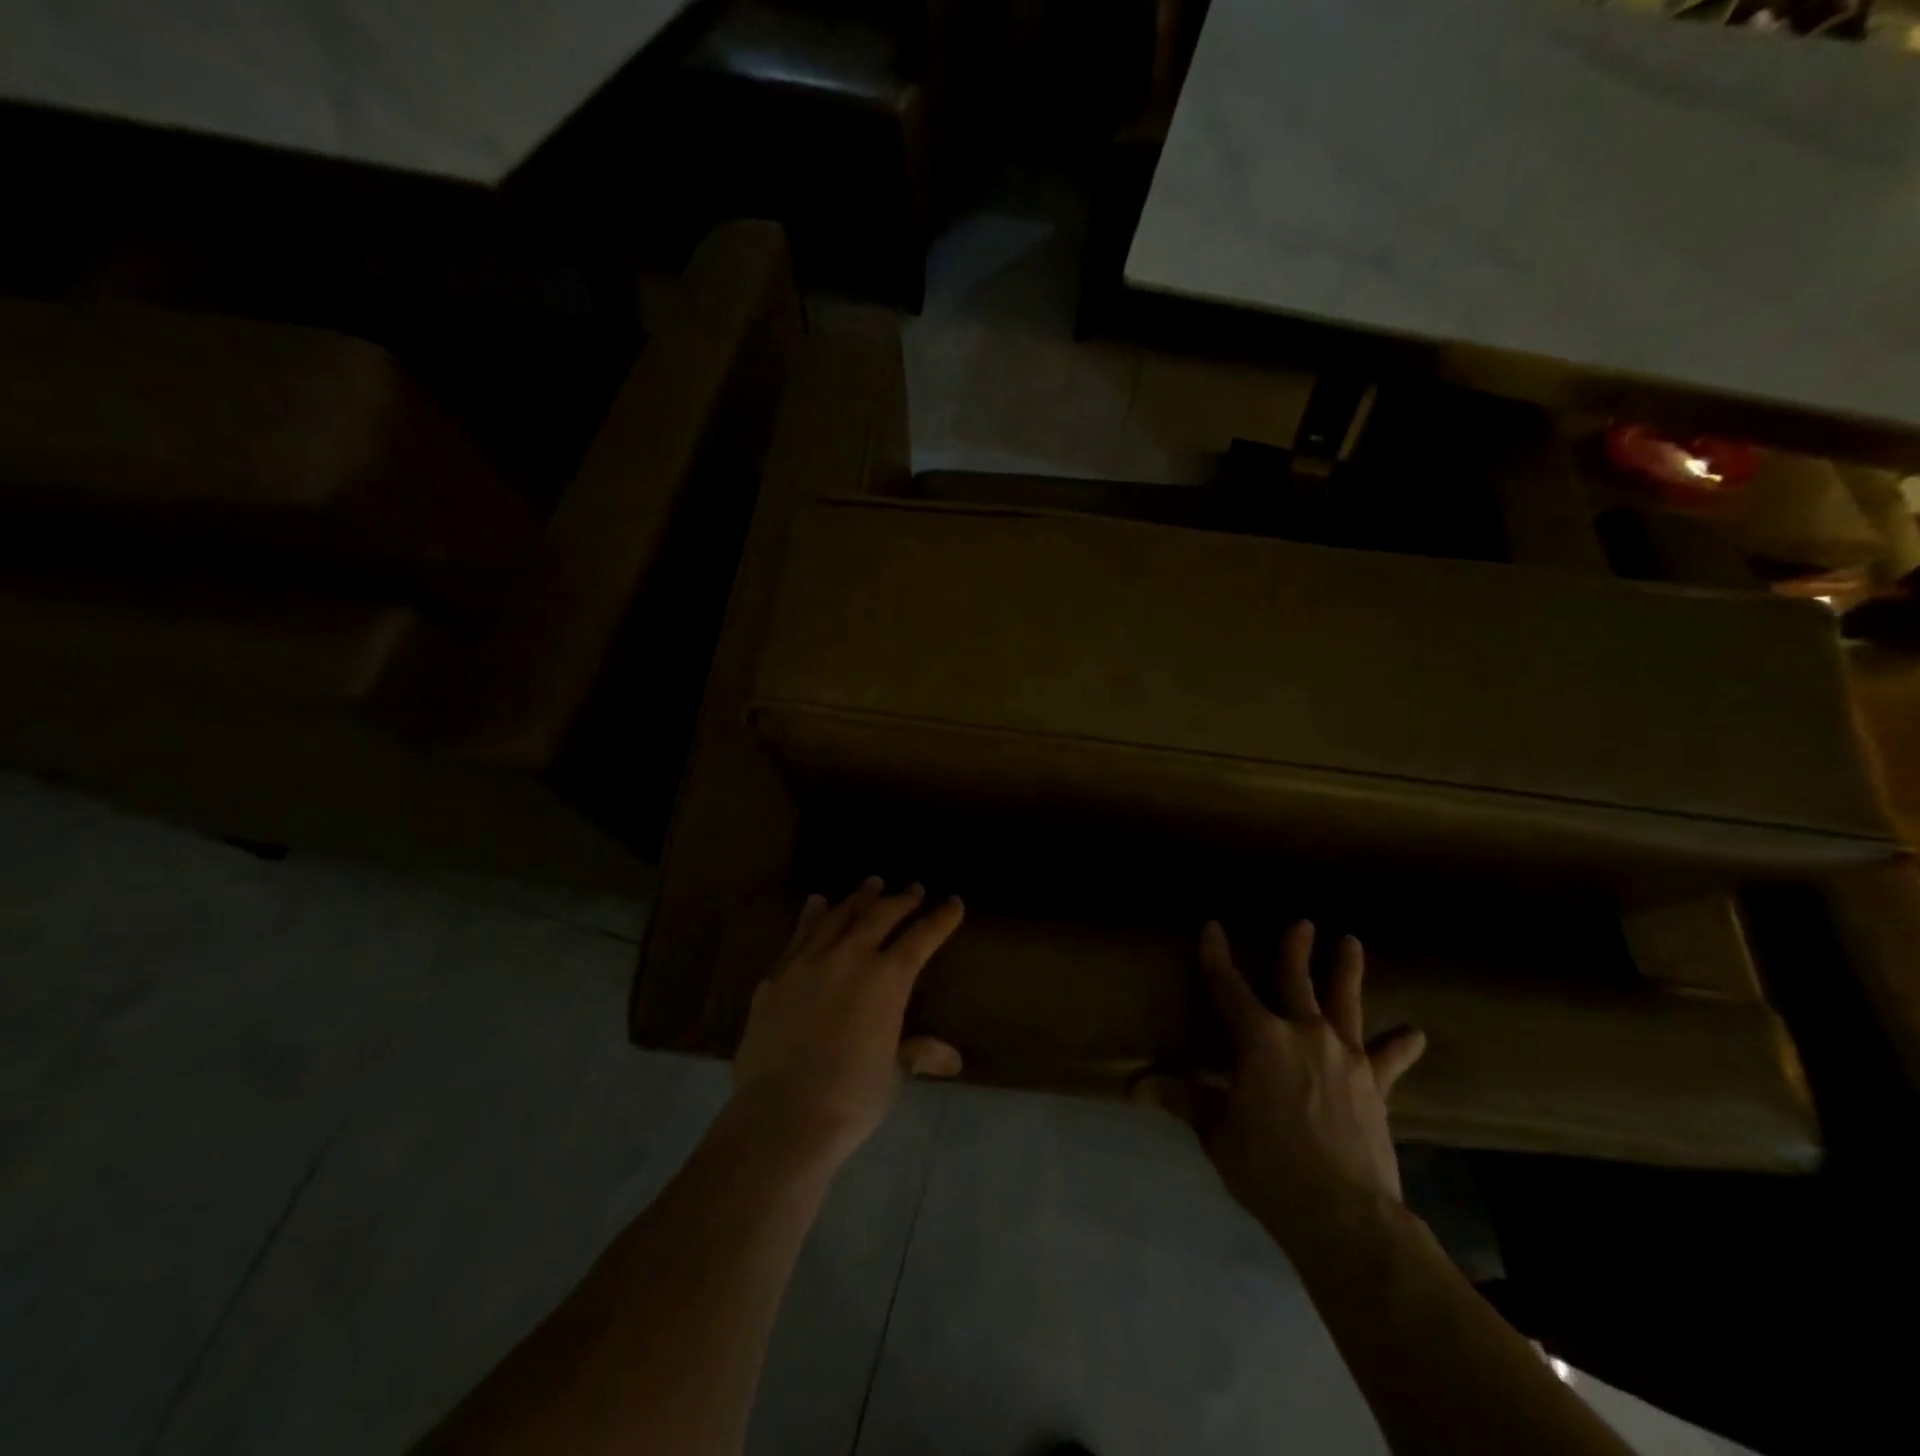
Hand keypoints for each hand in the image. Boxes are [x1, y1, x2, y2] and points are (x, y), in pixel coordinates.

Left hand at [731, 877, 964, 1168]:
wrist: (782, 1115)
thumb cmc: (850, 1097)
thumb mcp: (892, 1074)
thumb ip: (917, 1053)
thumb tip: (952, 1059)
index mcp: (887, 980)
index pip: (921, 938)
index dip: (940, 919)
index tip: (953, 903)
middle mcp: (850, 958)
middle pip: (880, 917)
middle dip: (901, 900)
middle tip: (913, 889)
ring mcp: (809, 962)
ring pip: (839, 917)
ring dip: (859, 898)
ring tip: (872, 884)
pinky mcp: (778, 976)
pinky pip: (800, 935)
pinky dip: (812, 915)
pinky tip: (817, 903)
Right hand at [1146, 920, 1425, 1252]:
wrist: (1344, 1215)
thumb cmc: (1268, 1166)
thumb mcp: (1216, 1131)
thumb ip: (1181, 1099)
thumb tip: (1134, 1085)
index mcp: (1259, 1039)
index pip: (1228, 986)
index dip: (1216, 955)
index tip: (1212, 927)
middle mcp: (1303, 1034)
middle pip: (1296, 980)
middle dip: (1296, 949)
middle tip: (1303, 923)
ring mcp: (1345, 1057)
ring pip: (1345, 1003)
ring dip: (1347, 971)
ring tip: (1351, 943)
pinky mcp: (1375, 1085)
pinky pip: (1388, 1059)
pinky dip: (1399, 1045)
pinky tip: (1414, 1033)